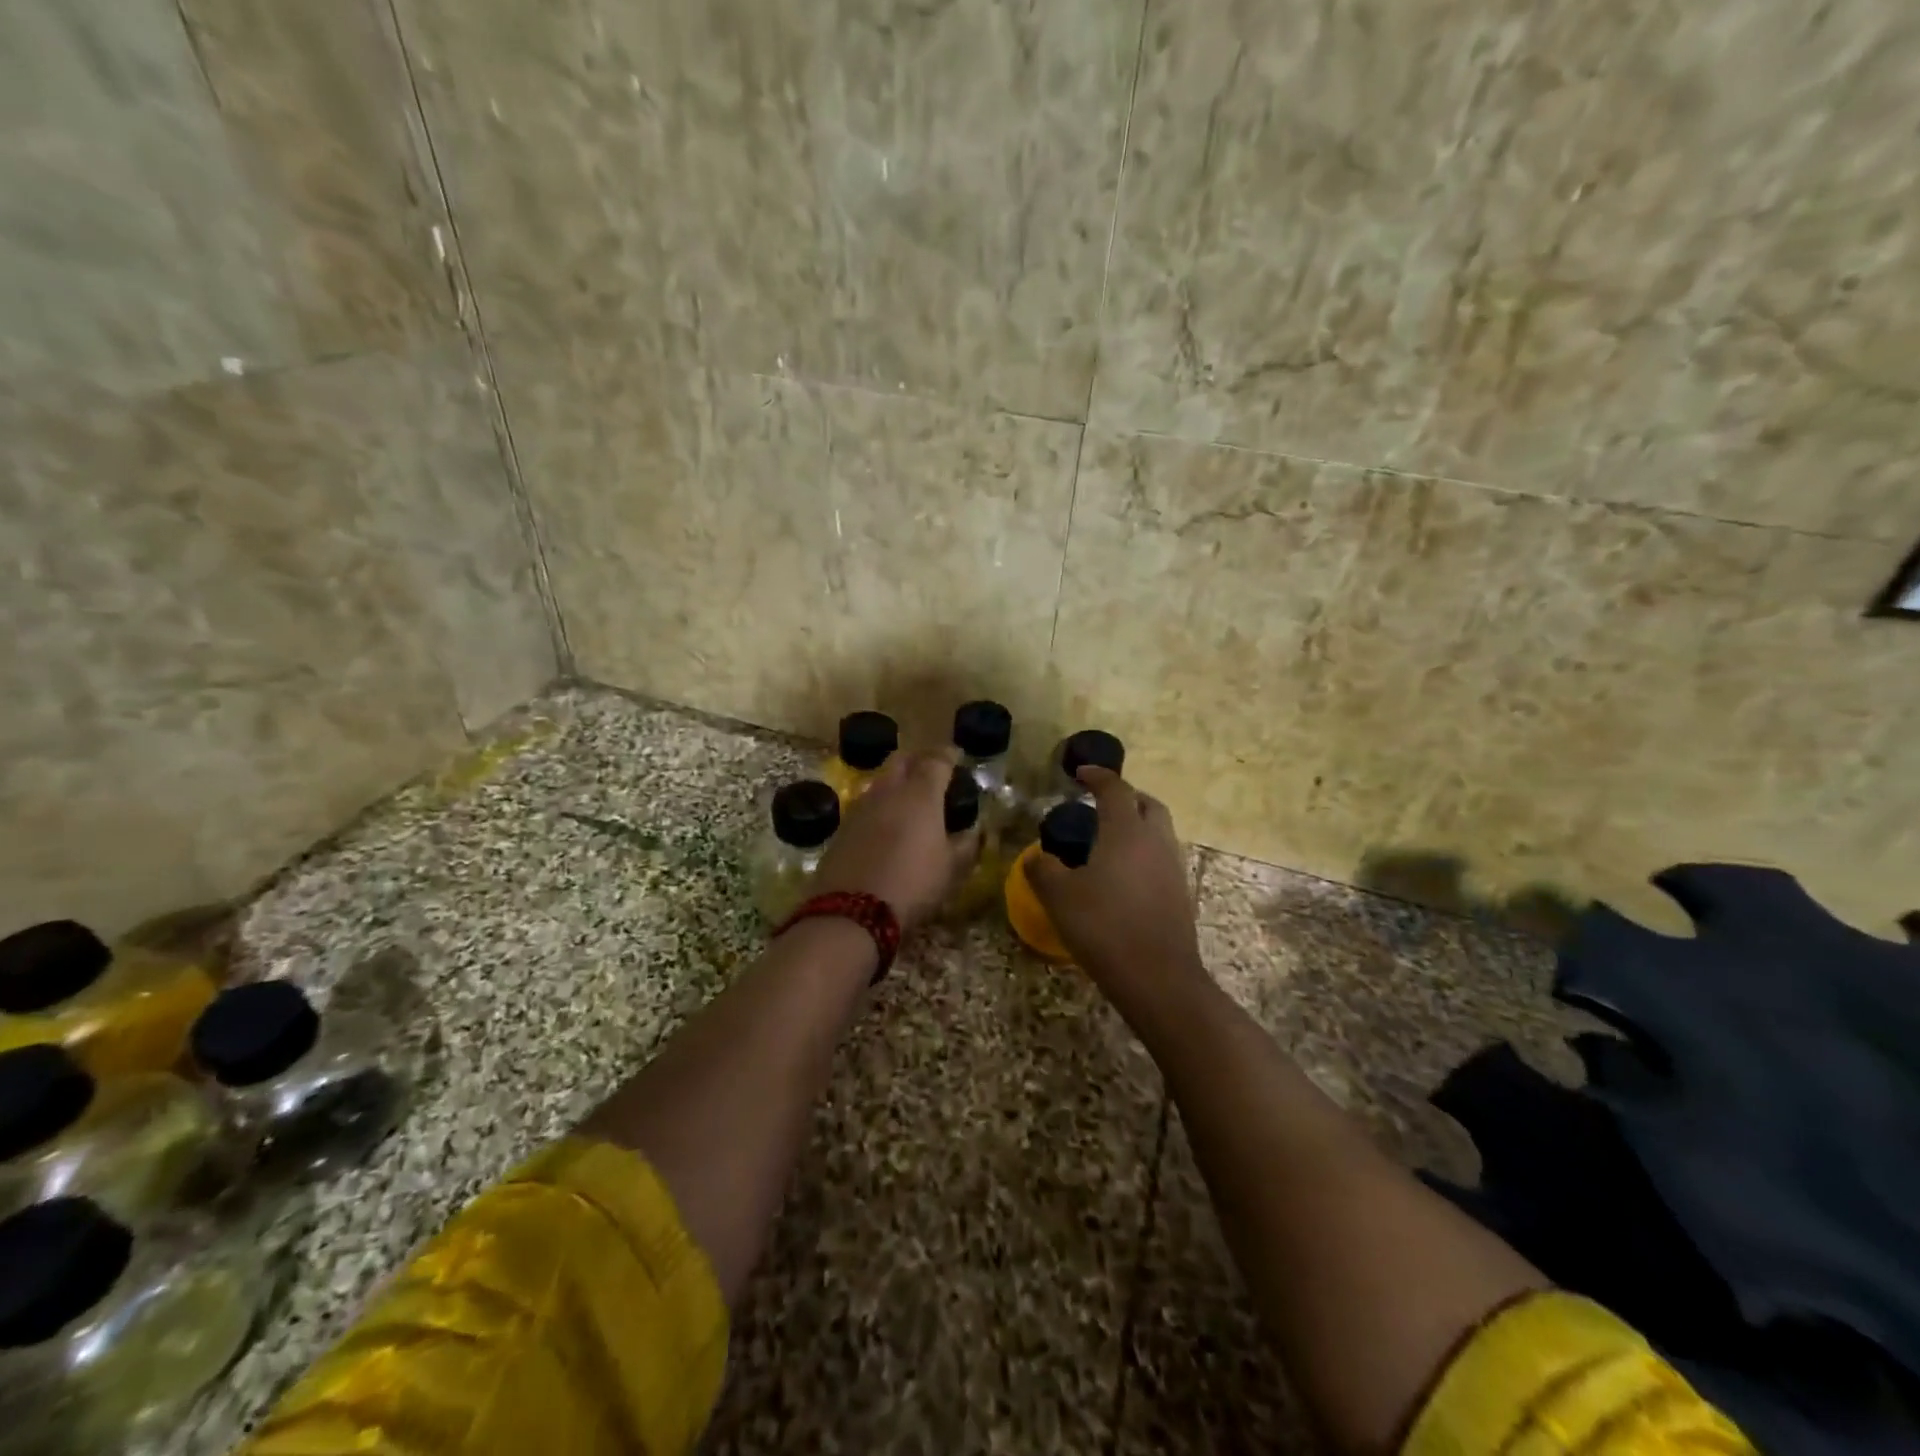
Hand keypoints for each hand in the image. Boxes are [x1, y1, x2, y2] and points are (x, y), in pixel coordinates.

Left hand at [814, 748, 979, 932]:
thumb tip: (973, 831)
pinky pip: (866, 805)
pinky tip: (886, 824)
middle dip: (919, 760)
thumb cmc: (913, 883)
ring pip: (881, 781)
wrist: (851, 910)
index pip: (936, 760)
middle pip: (903, 761)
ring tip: (909, 798)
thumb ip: (965, 845)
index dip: (948, 755)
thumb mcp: (951, 869)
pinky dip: (880, 806)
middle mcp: (888, 791)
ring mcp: (860, 807)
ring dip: (896, 782)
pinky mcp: (842, 828)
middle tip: (932, 771)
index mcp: (921, 794)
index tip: (956, 757)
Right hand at [1026, 767, 1207, 1011]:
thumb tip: (1038, 856)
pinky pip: (1161, 857)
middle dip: (1125, 797)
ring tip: (1108, 839)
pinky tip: (1122, 875)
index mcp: (1126, 831)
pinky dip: (1143, 852)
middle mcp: (1155, 840)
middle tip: (1100, 804)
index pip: (1115, 789)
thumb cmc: (1104, 927)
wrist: (1157, 978)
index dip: (1097, 776)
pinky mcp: (1180, 893)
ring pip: (1159, 831)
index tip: (1080, 773)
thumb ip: (1043, 869)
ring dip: (1137, 824)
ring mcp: (1173, 867)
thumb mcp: (1059, 897)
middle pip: (1147, 804)